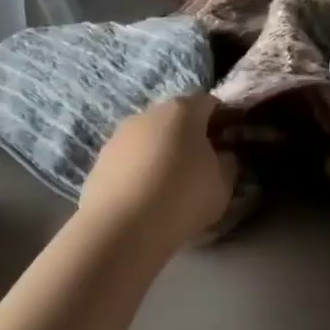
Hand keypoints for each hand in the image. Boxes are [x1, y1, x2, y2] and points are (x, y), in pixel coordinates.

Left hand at [79, 95, 239, 253]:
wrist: (123, 226)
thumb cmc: (183, 196)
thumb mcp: (223, 185)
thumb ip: (228, 163)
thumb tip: (222, 156)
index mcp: (183, 110)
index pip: (209, 104)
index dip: (223, 120)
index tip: (229, 142)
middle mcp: (147, 114)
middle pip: (175, 119)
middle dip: (189, 137)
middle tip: (200, 166)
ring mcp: (118, 136)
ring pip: (148, 139)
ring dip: (160, 154)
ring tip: (169, 185)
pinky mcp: (99, 160)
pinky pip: (128, 161)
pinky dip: (138, 172)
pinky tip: (144, 197)